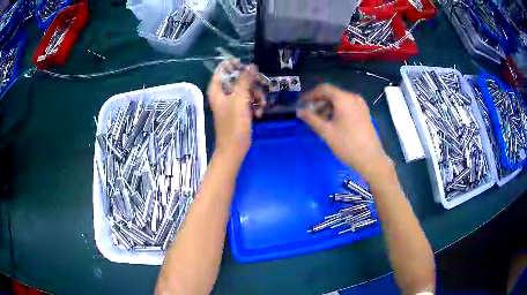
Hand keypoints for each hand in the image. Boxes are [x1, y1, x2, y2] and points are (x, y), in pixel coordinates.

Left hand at [207, 60, 258, 161]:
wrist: (234, 149)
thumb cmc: (234, 125)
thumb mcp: (240, 100)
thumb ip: (245, 81)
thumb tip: (251, 66)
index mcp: (217, 90)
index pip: (222, 70)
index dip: (233, 65)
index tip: (247, 65)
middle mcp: (223, 94)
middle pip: (237, 79)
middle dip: (251, 83)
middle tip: (260, 85)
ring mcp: (231, 102)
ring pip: (246, 89)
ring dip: (256, 96)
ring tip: (261, 106)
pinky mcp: (239, 110)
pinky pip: (248, 100)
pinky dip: (255, 105)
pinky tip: (259, 113)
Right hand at [297, 84, 390, 180]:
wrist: (370, 159)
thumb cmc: (347, 144)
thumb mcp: (326, 132)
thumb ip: (311, 119)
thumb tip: (299, 111)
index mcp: (344, 99)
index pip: (324, 88)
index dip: (310, 94)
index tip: (301, 104)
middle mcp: (353, 97)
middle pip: (332, 94)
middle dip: (318, 102)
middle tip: (308, 113)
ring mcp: (360, 105)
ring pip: (340, 100)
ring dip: (327, 107)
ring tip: (318, 120)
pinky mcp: (364, 113)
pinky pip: (347, 106)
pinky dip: (337, 110)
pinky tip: (331, 122)